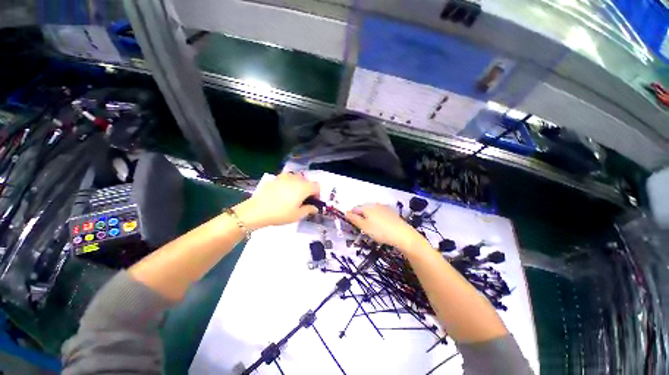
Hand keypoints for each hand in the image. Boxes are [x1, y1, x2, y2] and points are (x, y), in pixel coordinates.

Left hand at [233, 173, 319, 229]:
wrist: (257, 210)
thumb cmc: (280, 214)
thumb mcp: (297, 215)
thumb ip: (309, 209)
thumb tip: (315, 208)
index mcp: (304, 187)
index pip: (317, 186)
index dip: (317, 194)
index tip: (313, 202)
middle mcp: (296, 179)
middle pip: (307, 181)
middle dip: (308, 189)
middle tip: (304, 200)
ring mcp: (285, 177)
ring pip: (297, 178)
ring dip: (299, 185)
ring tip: (293, 195)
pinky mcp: (275, 178)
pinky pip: (287, 178)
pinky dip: (289, 183)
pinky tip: (283, 192)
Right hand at [345, 204, 425, 251]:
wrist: (402, 234)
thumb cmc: (380, 231)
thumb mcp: (364, 227)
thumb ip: (354, 219)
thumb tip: (346, 212)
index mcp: (366, 207)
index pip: (355, 209)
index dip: (352, 216)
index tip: (354, 225)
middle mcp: (374, 204)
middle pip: (363, 209)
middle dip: (361, 216)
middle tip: (362, 228)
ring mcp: (383, 207)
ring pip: (371, 211)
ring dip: (369, 217)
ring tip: (372, 228)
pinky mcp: (390, 211)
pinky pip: (379, 213)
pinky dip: (377, 218)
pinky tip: (381, 226)